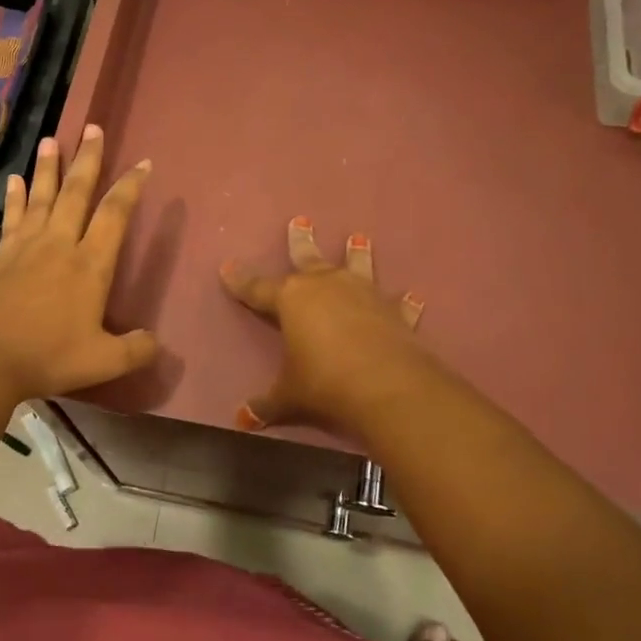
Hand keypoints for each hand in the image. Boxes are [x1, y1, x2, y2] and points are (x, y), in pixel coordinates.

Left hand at [0, 124, 158, 399]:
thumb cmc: (49, 355)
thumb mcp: (103, 360)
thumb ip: (135, 350)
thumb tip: (157, 343)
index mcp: (90, 264)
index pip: (115, 214)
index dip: (130, 186)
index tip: (142, 163)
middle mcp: (60, 245)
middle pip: (77, 192)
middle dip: (87, 159)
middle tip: (92, 128)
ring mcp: (27, 247)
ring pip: (42, 197)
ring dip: (48, 167)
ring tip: (51, 139)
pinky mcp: (3, 257)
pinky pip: (13, 218)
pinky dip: (16, 198)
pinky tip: (14, 180)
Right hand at [219, 218, 430, 432]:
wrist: (386, 387)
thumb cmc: (324, 383)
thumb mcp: (288, 395)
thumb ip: (266, 403)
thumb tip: (241, 420)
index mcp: (291, 300)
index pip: (257, 287)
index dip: (240, 280)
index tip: (227, 267)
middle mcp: (326, 286)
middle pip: (308, 258)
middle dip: (300, 241)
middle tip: (300, 221)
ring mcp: (363, 294)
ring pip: (356, 267)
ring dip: (357, 253)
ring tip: (359, 237)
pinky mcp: (394, 312)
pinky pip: (397, 304)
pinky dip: (403, 302)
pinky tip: (412, 296)